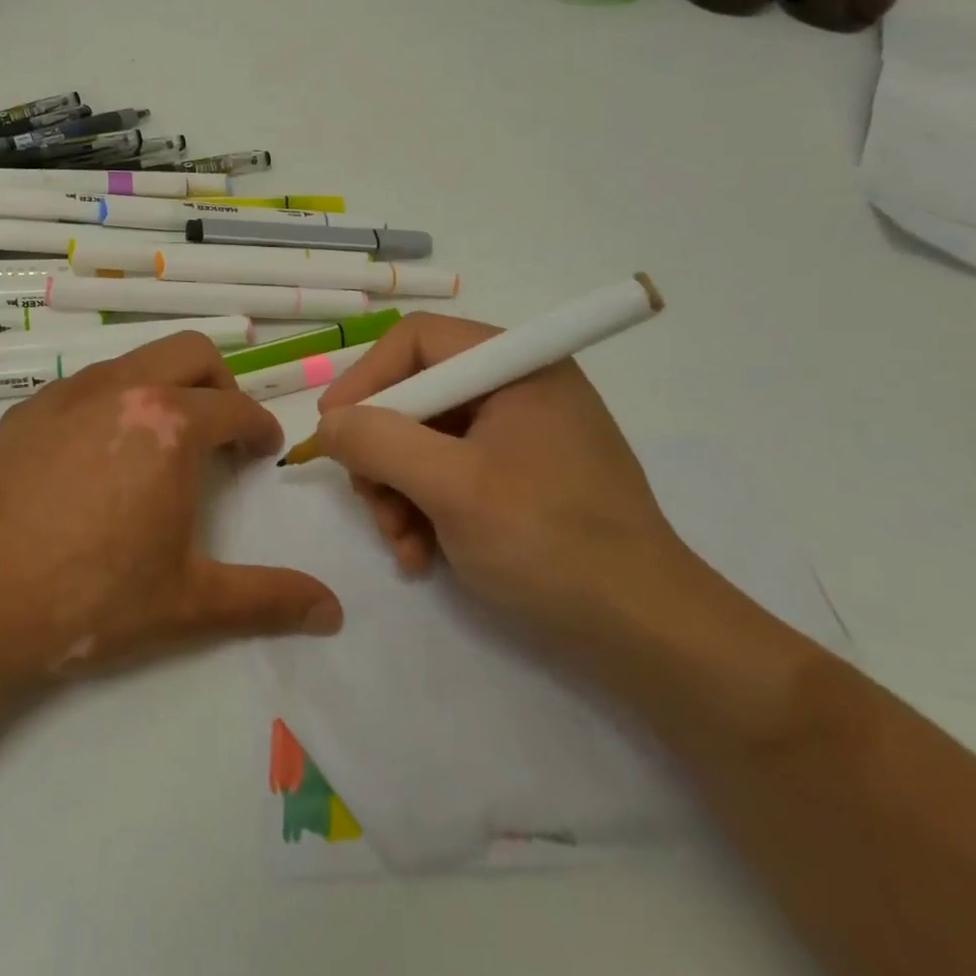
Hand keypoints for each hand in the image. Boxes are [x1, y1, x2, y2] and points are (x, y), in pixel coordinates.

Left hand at [0, 333, 342, 685]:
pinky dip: (116, 399)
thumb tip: (333, 612)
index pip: (237, 409)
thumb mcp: (187, 604)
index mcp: (170, 426)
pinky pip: (90, 382)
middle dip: (221, 386)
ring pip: (137, 359)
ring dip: (166, 387)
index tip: (262, 453)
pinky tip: (100, 453)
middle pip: (192, 353)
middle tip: (220, 434)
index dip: (261, 430)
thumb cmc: (87, 599)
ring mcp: (69, 392)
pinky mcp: (27, 408)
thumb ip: (268, 599)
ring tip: (162, 442)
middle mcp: (123, 389)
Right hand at [314, 312, 689, 652]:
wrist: (646, 634)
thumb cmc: (550, 542)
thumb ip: (379, 442)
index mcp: (517, 366)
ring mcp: (521, 435)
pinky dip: (425, 509)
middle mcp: (519, 388)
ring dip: (397, 491)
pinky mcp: (521, 477)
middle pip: (416, 395)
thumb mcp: (453, 487)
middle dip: (382, 452)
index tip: (332, 431)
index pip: (417, 341)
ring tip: (399, 542)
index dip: (366, 380)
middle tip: (369, 502)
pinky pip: (450, 473)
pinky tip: (420, 554)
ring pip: (424, 440)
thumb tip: (329, 422)